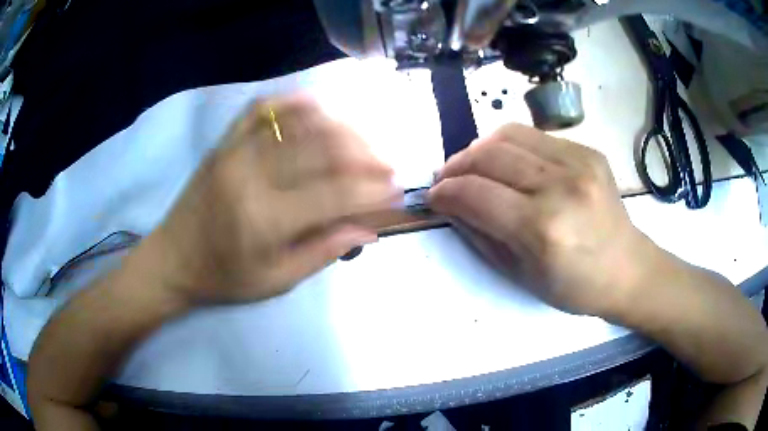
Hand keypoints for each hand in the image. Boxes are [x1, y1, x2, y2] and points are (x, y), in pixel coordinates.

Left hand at [152, 95, 400, 304]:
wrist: (172, 259)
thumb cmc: (222, 278)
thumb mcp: (275, 281)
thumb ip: (322, 252)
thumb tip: (368, 229)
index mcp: (264, 219)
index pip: (334, 195)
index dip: (372, 191)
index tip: (396, 192)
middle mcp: (251, 175)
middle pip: (322, 149)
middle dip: (365, 155)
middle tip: (387, 165)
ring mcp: (234, 152)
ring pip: (298, 123)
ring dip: (340, 127)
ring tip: (363, 140)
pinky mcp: (223, 142)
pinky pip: (262, 109)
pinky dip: (293, 102)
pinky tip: (317, 106)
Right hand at [428, 124, 656, 316]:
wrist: (627, 269)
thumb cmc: (575, 286)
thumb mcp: (520, 275)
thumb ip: (480, 234)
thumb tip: (451, 204)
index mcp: (542, 229)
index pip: (476, 194)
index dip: (445, 192)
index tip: (433, 196)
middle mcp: (560, 186)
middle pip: (489, 155)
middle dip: (456, 166)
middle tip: (446, 179)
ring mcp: (578, 162)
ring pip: (509, 135)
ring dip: (480, 149)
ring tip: (472, 166)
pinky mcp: (588, 151)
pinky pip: (535, 137)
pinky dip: (510, 146)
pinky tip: (509, 163)